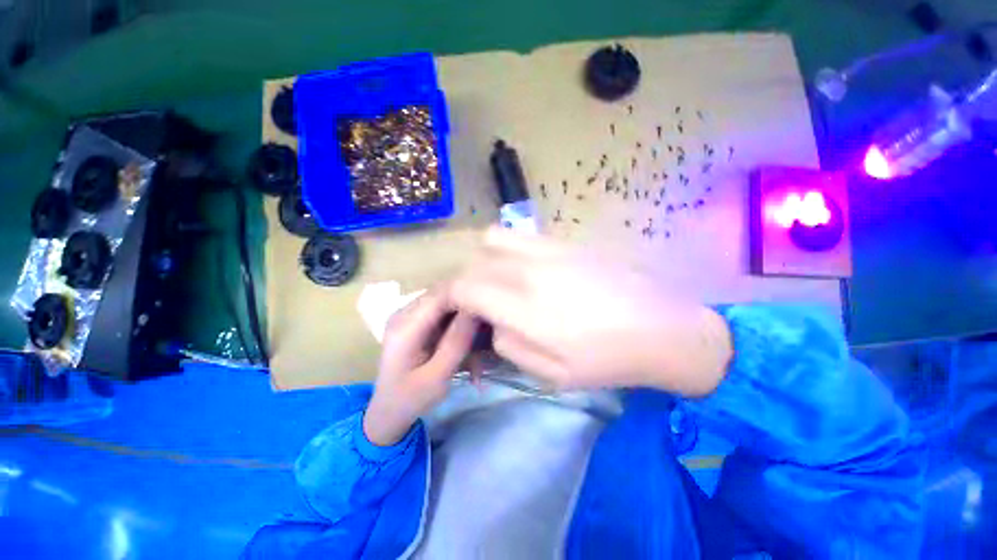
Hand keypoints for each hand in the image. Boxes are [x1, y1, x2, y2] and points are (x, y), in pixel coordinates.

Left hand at [364, 287, 477, 445]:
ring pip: (447, 305)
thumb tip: (476, 310)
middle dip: (469, 311)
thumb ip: (457, 341)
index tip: (490, 309)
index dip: (468, 296)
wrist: (388, 412)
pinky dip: (457, 328)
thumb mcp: (438, 376)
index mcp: (405, 325)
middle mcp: (405, 312)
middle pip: (445, 296)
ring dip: (465, 321)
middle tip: (490, 330)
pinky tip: (467, 346)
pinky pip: (443, 315)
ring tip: (480, 344)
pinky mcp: (416, 321)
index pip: (441, 294)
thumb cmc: (411, 399)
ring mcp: (410, 315)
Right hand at [449, 228, 731, 395]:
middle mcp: (529, 270)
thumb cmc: (607, 360)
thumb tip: (492, 321)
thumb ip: (508, 343)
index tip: (458, 312)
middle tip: (479, 304)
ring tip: (498, 282)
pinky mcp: (564, 241)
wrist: (664, 328)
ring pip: (492, 240)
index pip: (463, 287)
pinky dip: (508, 250)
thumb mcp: (549, 372)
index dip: (451, 299)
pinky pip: (520, 236)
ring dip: (484, 261)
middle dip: (465, 283)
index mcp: (524, 308)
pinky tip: (525, 270)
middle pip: (474, 263)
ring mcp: (548, 249)